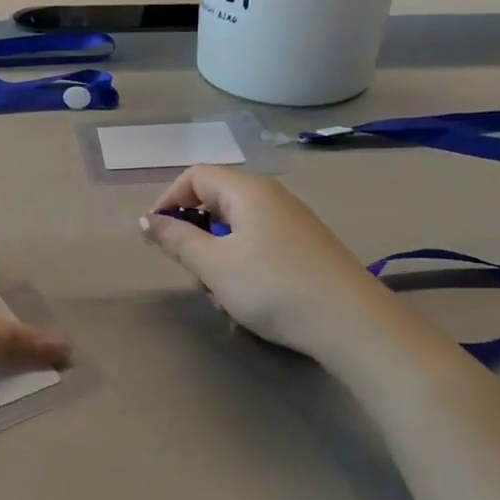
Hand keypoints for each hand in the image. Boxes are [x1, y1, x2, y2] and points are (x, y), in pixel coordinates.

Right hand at [140, 166, 376, 357]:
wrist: (352, 324)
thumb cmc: (272, 287)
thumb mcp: (214, 265)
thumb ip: (177, 239)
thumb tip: (147, 219)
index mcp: (247, 190)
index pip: (195, 176)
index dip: (169, 201)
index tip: (157, 237)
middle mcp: (272, 198)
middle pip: (216, 204)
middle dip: (196, 240)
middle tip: (195, 276)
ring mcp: (293, 224)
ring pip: (237, 233)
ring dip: (219, 263)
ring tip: (224, 301)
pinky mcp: (306, 250)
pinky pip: (260, 250)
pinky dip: (244, 272)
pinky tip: (249, 307)